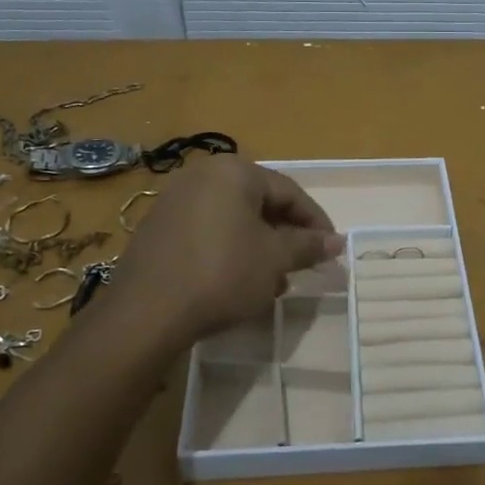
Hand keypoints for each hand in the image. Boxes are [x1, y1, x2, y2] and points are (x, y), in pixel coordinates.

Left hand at [104, 155, 343, 343]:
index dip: (315, 222)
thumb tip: (337, 241)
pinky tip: (236, 281)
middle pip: (259, 202)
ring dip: (258, 246)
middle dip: (284, 236)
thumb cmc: (222, 274)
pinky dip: (229, 250)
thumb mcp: (274, 260)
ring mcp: (175, 199)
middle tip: (301, 266)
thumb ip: (308, 245)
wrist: (147, 312)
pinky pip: (207, 230)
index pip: (289, 192)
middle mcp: (203, 175)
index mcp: (234, 172)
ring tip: (271, 281)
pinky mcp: (158, 227)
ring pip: (233, 219)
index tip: (331, 249)